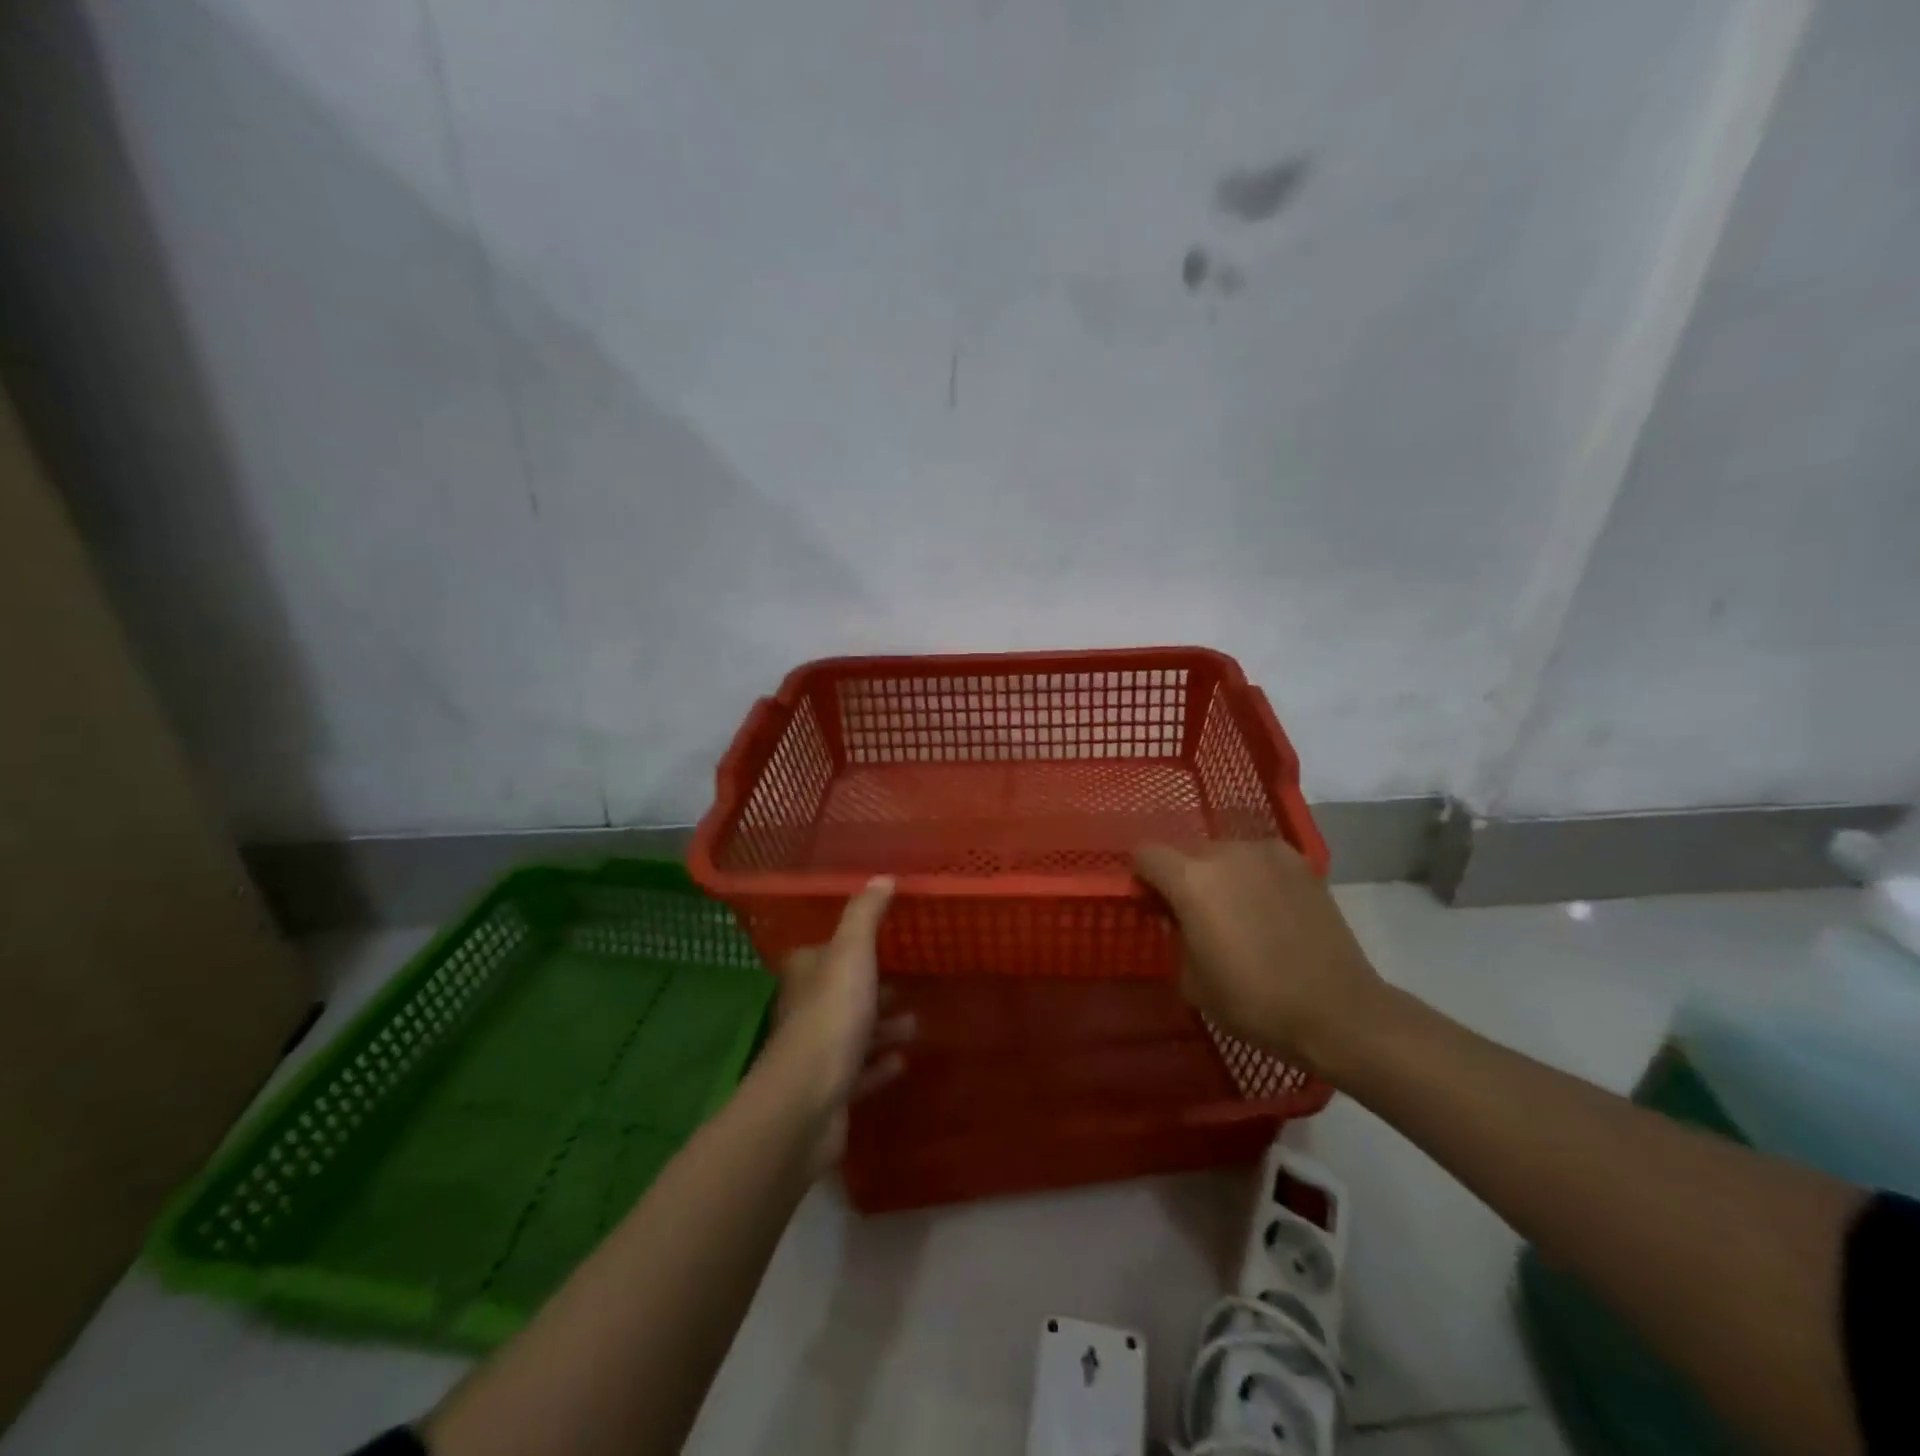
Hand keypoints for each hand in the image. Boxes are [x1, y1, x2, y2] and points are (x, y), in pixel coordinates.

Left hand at [769, 877, 914, 1169]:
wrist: (807, 1102)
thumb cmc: (831, 1017)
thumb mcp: (851, 953)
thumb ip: (865, 915)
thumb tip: (882, 877)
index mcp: (807, 974)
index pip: (826, 951)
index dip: (851, 947)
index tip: (884, 943)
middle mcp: (807, 1010)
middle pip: (843, 993)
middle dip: (873, 988)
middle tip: (908, 984)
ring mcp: (818, 1054)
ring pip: (855, 1032)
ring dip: (882, 1027)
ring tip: (916, 1023)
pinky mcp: (831, 1091)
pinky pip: (861, 1072)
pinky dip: (880, 1065)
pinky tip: (903, 1062)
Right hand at [1134, 839, 1383, 1077]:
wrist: (1337, 1011)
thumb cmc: (1254, 1001)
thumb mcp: (1191, 980)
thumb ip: (1175, 936)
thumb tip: (1179, 919)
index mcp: (1191, 879)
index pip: (1145, 854)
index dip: (1143, 878)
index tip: (1154, 905)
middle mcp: (1226, 852)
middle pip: (1187, 852)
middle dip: (1185, 878)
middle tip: (1198, 917)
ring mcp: (1267, 852)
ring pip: (1226, 854)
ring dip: (1222, 876)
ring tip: (1241, 914)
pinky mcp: (1301, 862)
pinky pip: (1260, 860)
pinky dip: (1256, 877)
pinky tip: (1271, 910)